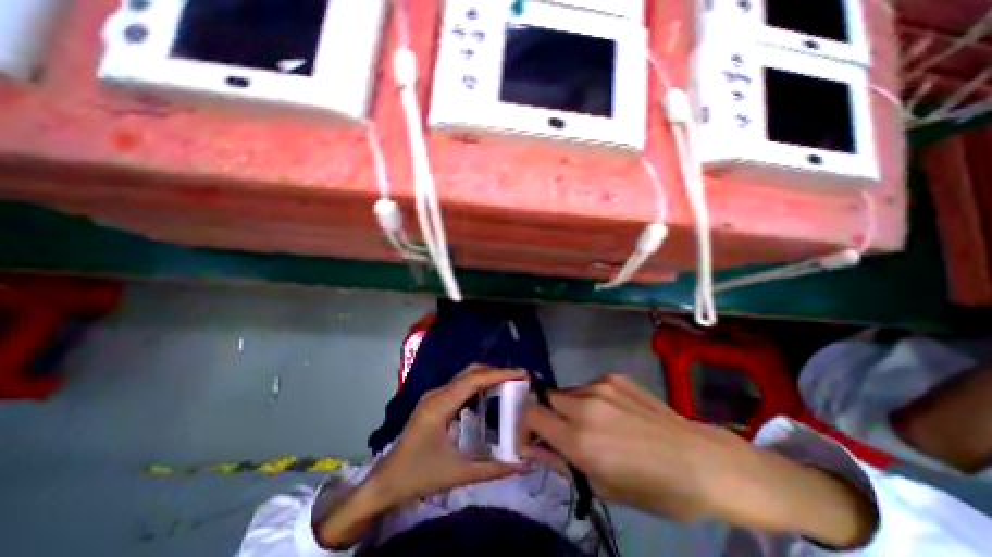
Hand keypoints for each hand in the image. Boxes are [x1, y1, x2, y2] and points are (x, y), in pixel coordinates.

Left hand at [371, 364, 525, 507]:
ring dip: (487, 376)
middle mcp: (437, 393)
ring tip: (510, 384)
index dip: (499, 373)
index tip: (521, 374)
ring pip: (465, 376)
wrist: (386, 481)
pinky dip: (478, 385)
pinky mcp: (434, 401)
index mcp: (440, 404)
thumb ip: (493, 469)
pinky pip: (460, 385)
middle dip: (496, 372)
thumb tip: (524, 464)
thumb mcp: (459, 474)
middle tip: (519, 379)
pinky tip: (489, 395)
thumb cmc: (420, 476)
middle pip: (470, 372)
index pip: (474, 379)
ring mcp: (434, 395)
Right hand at [520, 375, 873, 547]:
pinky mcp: (615, 376)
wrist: (703, 461)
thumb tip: (533, 448)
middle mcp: (585, 406)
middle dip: (548, 416)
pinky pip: (588, 386)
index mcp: (580, 439)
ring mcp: (601, 386)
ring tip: (592, 425)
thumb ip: (561, 462)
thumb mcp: (603, 487)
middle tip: (564, 434)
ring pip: (567, 392)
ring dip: (568, 407)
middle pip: (546, 399)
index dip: (525, 425)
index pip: (531, 416)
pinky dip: (589, 399)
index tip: (532, 437)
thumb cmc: (655, 488)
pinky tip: (612, 413)